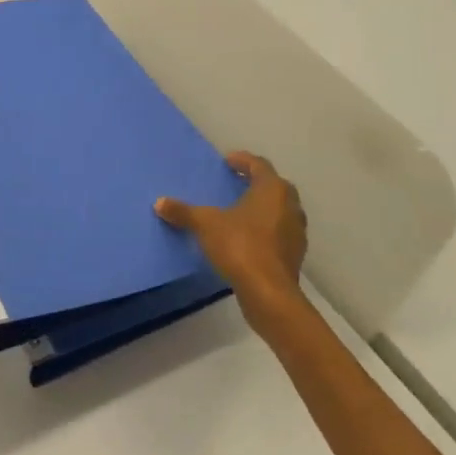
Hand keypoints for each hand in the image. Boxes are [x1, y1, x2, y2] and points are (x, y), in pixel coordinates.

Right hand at [156, 151, 309, 340]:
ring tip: (240, 210)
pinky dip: (266, 228)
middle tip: (235, 183)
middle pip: (275, 186)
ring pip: (280, 210)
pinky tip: (247, 237)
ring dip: (263, 207)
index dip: (243, 161)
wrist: (269, 293)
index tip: (227, 161)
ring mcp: (296, 231)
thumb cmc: (240, 246)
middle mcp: (290, 206)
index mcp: (272, 190)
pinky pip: (279, 231)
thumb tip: (159, 202)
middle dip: (256, 183)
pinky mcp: (294, 254)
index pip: (259, 165)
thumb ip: (183, 212)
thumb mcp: (205, 225)